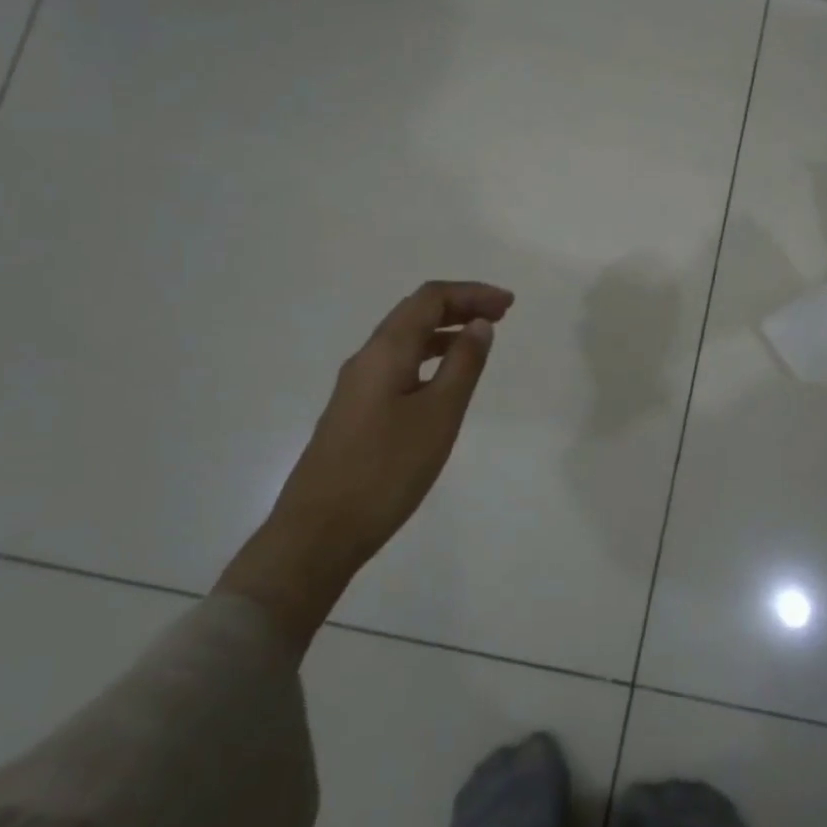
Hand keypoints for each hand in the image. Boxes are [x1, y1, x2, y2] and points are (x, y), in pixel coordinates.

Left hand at [216, 280, 514, 649]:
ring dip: (444, 332)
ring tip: (479, 342)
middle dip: (459, 307)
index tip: (509, 305)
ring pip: (404, 341)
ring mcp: (356, 387)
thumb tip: (479, 325)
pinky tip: (443, 383)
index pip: (430, 299)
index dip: (471, 293)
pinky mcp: (355, 413)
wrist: (318, 533)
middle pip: (414, 313)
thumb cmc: (386, 470)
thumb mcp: (438, 415)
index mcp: (385, 351)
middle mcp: (366, 359)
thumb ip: (462, 365)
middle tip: (501, 315)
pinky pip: (397, 366)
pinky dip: (428, 358)